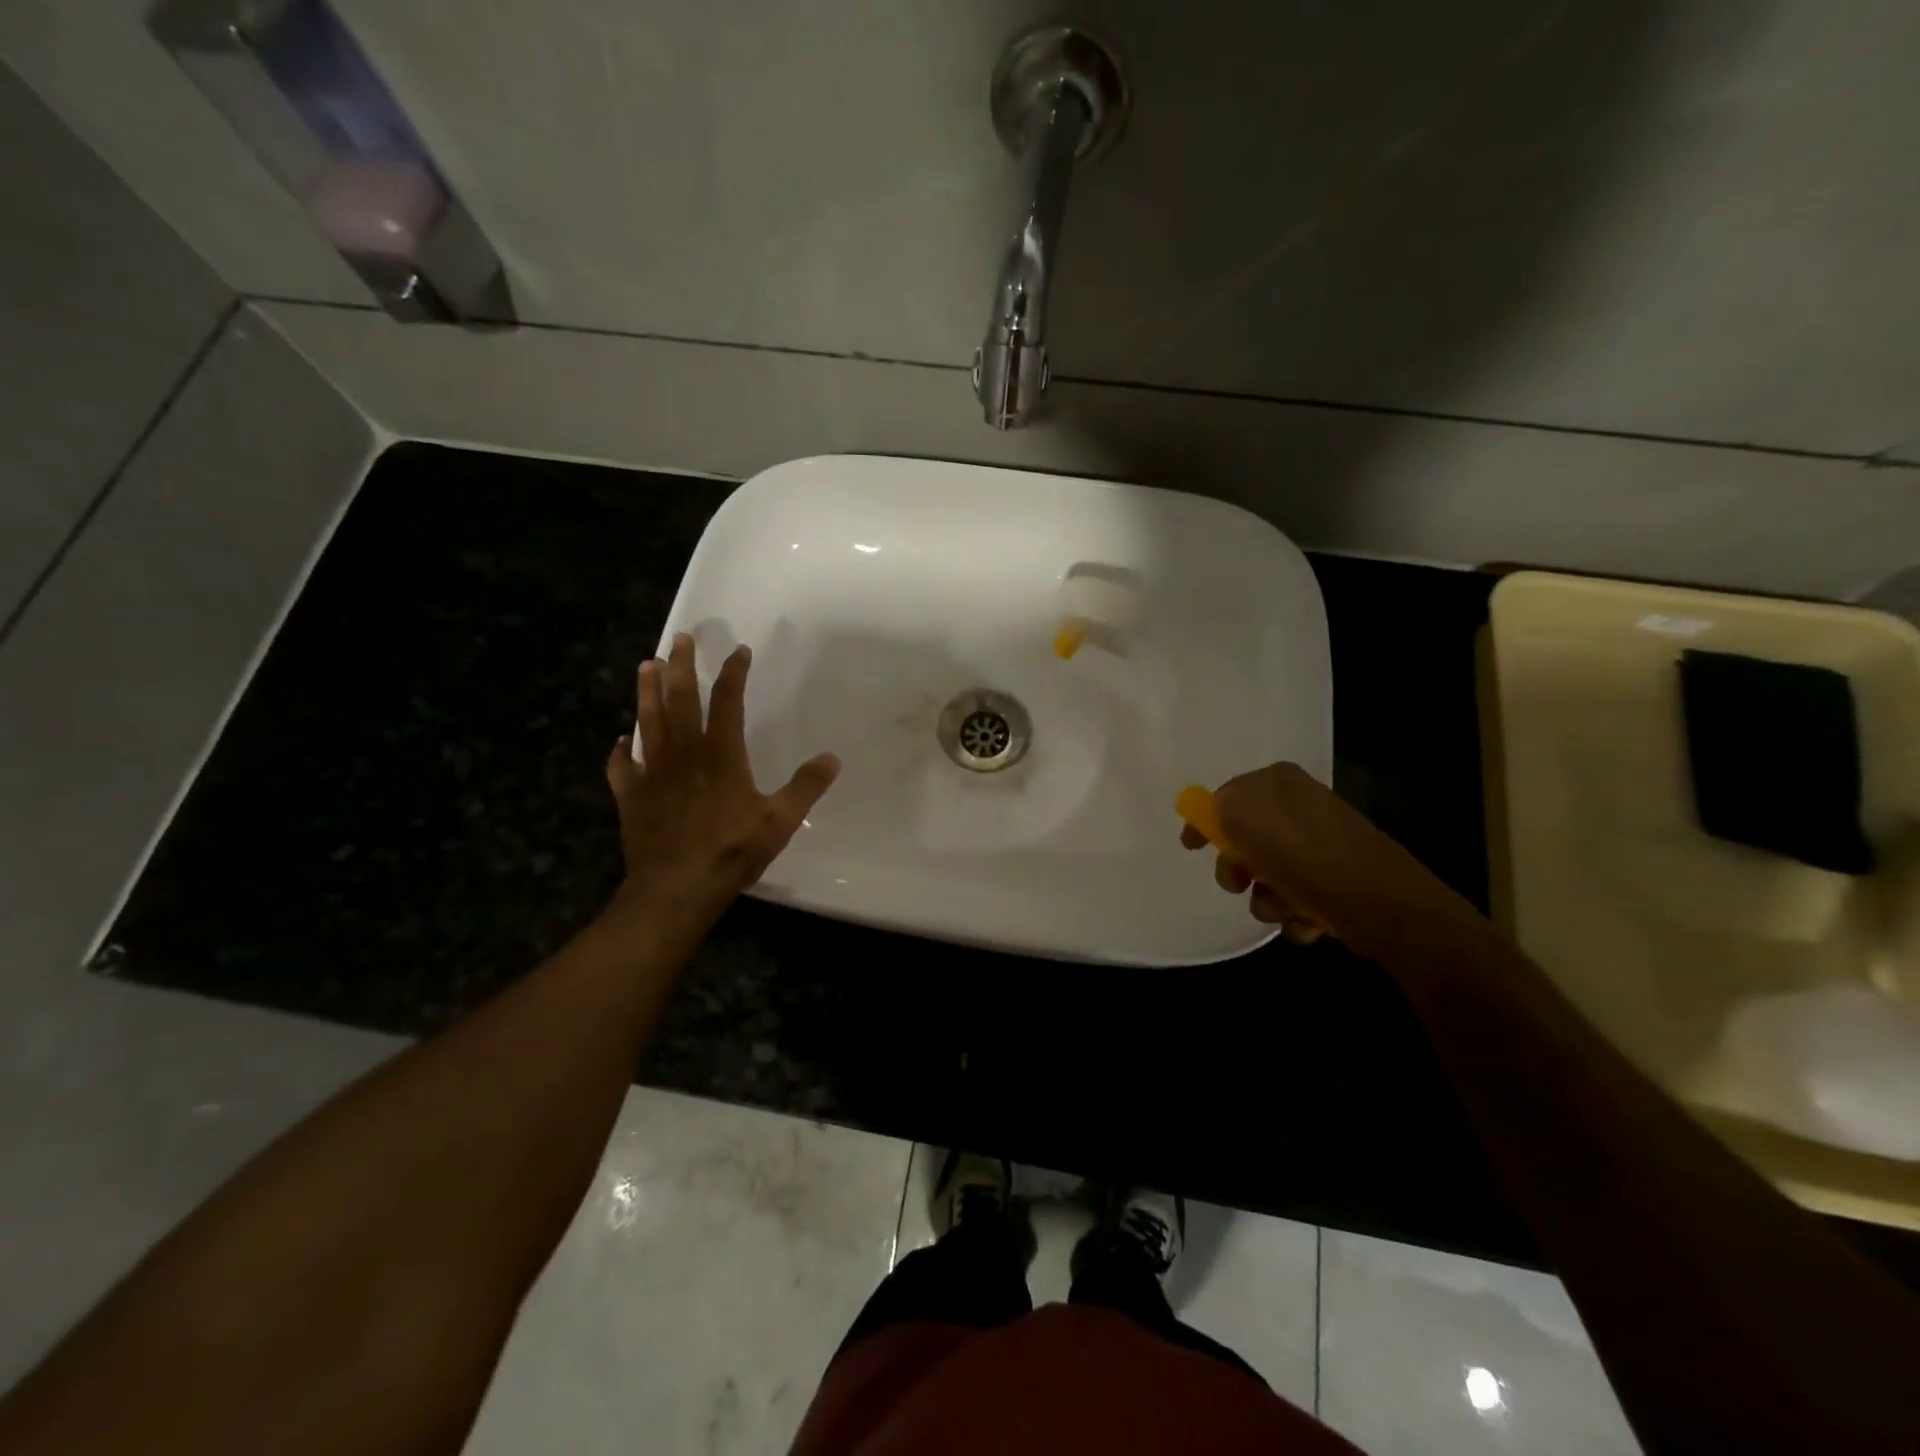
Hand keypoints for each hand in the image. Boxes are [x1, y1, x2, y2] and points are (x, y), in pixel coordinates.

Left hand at [605, 633, 839, 926]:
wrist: (676, 888)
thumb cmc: (731, 851)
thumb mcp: (780, 821)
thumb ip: (806, 787)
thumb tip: (832, 758)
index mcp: (720, 754)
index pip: (727, 701)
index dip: (734, 673)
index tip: (739, 650)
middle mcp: (683, 754)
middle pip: (680, 699)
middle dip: (681, 666)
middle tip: (679, 639)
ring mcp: (652, 773)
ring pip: (647, 722)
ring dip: (646, 692)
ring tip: (646, 666)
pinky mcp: (631, 796)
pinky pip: (622, 766)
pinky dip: (621, 750)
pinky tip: (621, 741)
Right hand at [1181, 762, 1476, 947]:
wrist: (1381, 904)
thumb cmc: (1306, 855)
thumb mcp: (1246, 816)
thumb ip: (1220, 805)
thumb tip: (1217, 810)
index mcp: (1279, 783)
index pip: (1227, 795)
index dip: (1205, 821)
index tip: (1191, 848)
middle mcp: (1301, 807)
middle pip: (1246, 838)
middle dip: (1238, 868)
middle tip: (1240, 884)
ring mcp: (1322, 844)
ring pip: (1270, 873)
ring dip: (1266, 898)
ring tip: (1281, 910)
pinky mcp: (1338, 879)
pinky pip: (1298, 896)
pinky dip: (1294, 913)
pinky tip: (1305, 922)